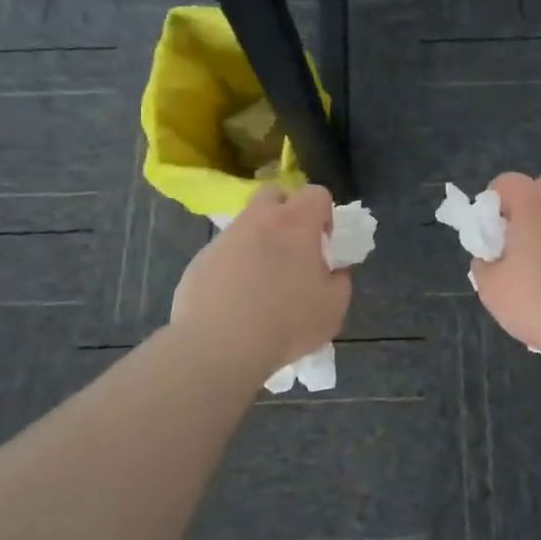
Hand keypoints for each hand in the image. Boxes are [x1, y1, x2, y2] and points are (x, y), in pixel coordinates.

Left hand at [171, 185, 351, 375]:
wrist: (220, 346)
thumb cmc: (287, 323)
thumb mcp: (333, 308)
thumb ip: (340, 281)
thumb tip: (335, 271)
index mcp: (296, 223)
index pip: (317, 193)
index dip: (324, 214)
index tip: (323, 244)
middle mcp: (258, 220)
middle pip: (274, 194)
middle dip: (286, 212)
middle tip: (292, 248)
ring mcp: (225, 239)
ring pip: (245, 225)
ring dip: (258, 241)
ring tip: (261, 282)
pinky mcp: (199, 261)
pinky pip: (223, 254)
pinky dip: (232, 267)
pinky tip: (235, 301)